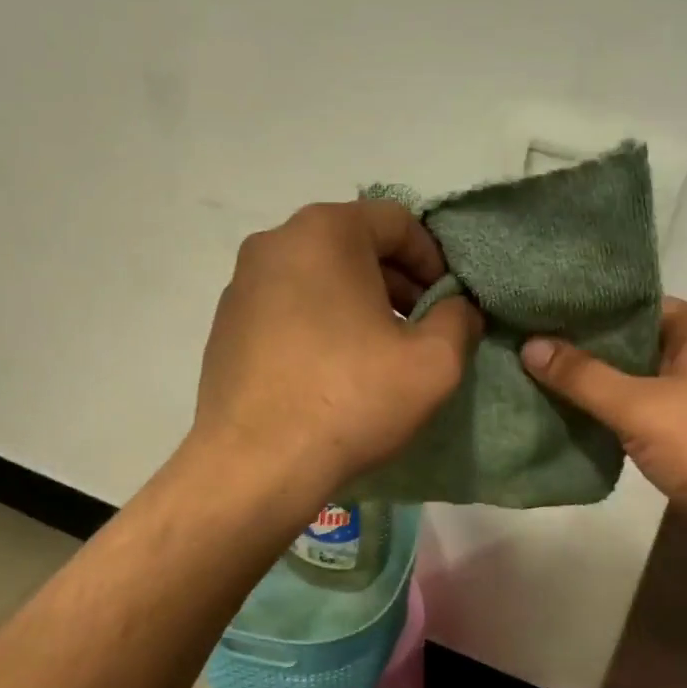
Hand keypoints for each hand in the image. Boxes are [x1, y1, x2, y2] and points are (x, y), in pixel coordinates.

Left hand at [192, 201, 482, 505]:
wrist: (255, 465)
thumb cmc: (350, 401)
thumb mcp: (434, 362)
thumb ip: (459, 319)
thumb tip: (458, 308)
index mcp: (325, 232)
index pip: (398, 222)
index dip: (435, 260)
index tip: (448, 304)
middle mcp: (275, 243)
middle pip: (355, 246)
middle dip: (397, 283)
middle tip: (420, 329)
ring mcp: (242, 284)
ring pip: (320, 277)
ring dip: (359, 304)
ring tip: (379, 354)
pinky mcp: (226, 325)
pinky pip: (288, 307)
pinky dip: (320, 324)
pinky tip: (333, 373)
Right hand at [521, 298, 686, 604]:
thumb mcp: (643, 406)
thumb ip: (585, 377)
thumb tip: (530, 345)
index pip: (633, 305)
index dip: (587, 310)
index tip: (539, 317)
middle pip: (634, 348)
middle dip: (586, 356)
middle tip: (528, 356)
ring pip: (642, 389)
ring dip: (602, 395)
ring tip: (541, 391)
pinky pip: (653, 423)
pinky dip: (622, 426)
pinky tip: (582, 431)